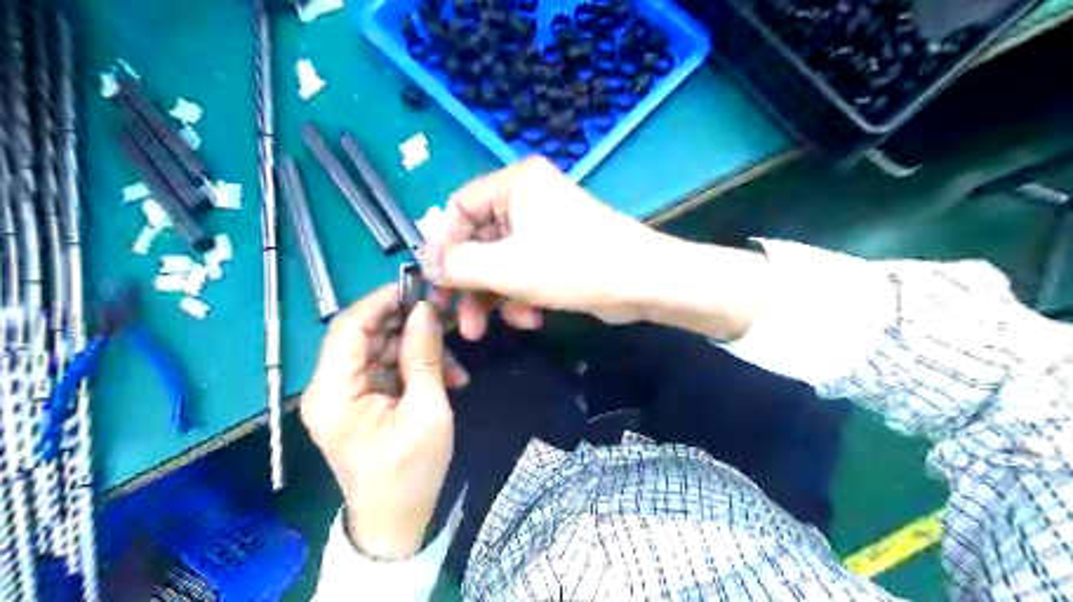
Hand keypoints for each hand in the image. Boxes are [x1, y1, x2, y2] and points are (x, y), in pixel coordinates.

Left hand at [302, 287, 469, 560]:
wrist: (396, 521)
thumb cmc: (410, 472)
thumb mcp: (426, 411)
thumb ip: (423, 356)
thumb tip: (425, 310)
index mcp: (333, 392)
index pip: (348, 326)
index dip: (381, 300)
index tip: (419, 287)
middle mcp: (329, 387)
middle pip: (365, 335)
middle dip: (408, 327)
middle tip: (447, 322)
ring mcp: (345, 394)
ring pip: (381, 350)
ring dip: (419, 351)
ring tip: (455, 369)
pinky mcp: (362, 401)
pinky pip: (388, 369)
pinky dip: (416, 369)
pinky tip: (447, 380)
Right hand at [422, 156, 666, 338]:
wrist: (643, 283)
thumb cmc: (575, 265)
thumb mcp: (508, 267)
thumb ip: (459, 265)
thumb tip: (426, 264)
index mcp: (514, 184)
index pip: (458, 208)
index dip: (441, 246)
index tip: (432, 282)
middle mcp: (527, 198)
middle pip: (478, 240)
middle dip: (468, 283)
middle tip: (455, 318)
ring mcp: (544, 226)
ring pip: (499, 261)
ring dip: (492, 297)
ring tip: (488, 330)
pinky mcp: (557, 251)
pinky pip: (523, 271)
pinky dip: (520, 296)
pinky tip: (529, 318)